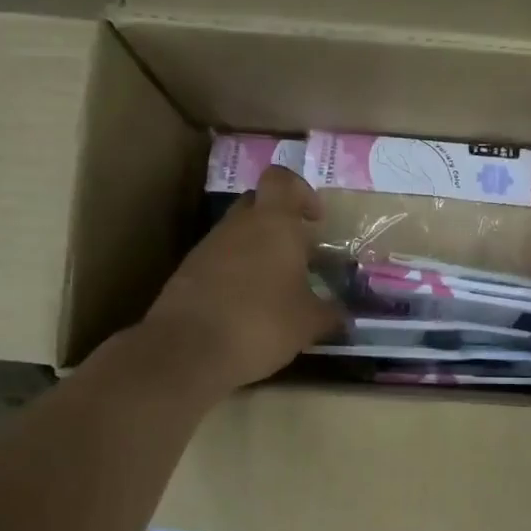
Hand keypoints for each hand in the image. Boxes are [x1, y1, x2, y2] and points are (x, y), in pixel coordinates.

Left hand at [144, 166, 345, 389]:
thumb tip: (343, 315)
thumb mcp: (309, 323)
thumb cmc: (261, 323)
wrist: (187, 350)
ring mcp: (207, 247)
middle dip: (278, 223)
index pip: (283, 180)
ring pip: (236, 235)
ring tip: (275, 288)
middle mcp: (238, 225)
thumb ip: (330, 313)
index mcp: (273, 223)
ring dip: (256, 252)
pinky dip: (234, 275)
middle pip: (258, 205)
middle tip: (297, 254)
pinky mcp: (187, 273)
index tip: (314, 219)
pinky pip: (218, 261)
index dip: (301, 191)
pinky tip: (246, 307)